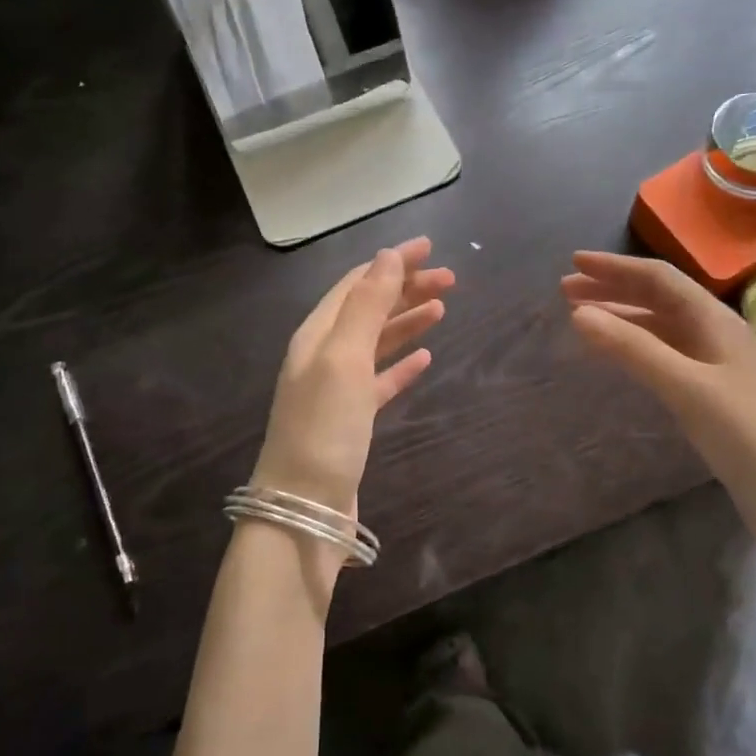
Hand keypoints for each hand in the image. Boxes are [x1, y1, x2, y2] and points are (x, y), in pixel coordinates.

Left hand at [251, 237, 452, 529]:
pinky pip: (380, 380)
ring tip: (443, 308)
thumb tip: (387, 255)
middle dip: (406, 289)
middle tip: (451, 279)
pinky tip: (425, 359)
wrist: (305, 507)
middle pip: (368, 309)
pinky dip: (401, 365)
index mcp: (316, 334)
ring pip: (377, 343)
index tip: (430, 247)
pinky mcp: (351, 420)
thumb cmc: (323, 427)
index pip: (357, 283)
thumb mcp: (343, 358)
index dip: (391, 262)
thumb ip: (366, 305)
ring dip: (407, 322)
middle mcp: (323, 355)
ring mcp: (337, 389)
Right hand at [561, 251, 755, 484]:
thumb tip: (578, 314)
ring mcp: (714, 363)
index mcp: (715, 320)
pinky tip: (617, 354)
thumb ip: (632, 349)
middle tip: (566, 291)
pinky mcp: (710, 392)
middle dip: (612, 289)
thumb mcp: (685, 386)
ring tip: (581, 318)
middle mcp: (715, 333)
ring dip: (620, 316)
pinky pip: (663, 353)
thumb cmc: (744, 433)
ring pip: (659, 326)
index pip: (658, 279)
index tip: (573, 263)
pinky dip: (634, 346)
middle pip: (658, 298)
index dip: (615, 268)